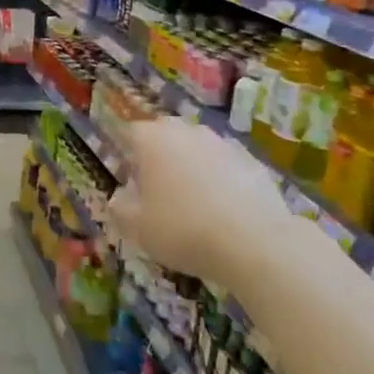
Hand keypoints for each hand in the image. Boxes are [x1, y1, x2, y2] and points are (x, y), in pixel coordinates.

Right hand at [108, 117, 291, 285]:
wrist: (253, 242)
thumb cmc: (182, 229)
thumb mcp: (137, 227)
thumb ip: (120, 208)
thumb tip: (120, 197)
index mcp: (152, 139)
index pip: (130, 134)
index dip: (126, 156)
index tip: (129, 182)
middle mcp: (187, 131)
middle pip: (165, 136)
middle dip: (159, 157)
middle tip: (158, 191)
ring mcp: (222, 143)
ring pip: (197, 149)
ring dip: (191, 168)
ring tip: (193, 203)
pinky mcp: (252, 161)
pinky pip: (225, 166)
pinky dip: (220, 181)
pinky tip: (223, 211)